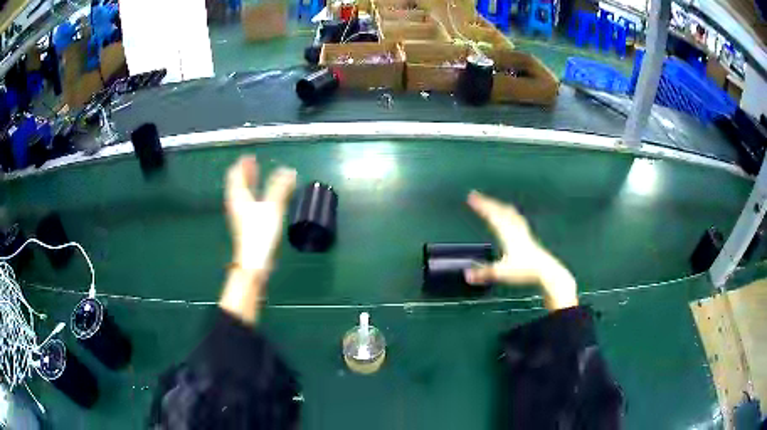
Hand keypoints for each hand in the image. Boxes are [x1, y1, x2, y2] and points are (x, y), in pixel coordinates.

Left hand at [220, 156, 295, 323]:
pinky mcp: (246, 225)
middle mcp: (237, 204)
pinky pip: (248, 202)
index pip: (236, 175)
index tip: (248, 156)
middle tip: (252, 162)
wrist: (254, 262)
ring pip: (242, 193)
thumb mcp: (272, 208)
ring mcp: (240, 216)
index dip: (242, 165)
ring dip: (249, 183)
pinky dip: (253, 194)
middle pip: (237, 183)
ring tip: (256, 175)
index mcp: (239, 197)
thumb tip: (289, 171)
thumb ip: (280, 188)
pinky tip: (262, 197)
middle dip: (245, 172)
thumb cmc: (260, 234)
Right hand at [464, 191, 577, 310]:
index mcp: (507, 234)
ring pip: (510, 213)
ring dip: (499, 206)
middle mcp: (515, 229)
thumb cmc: (525, 271)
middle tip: (476, 196)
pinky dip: (510, 214)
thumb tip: (466, 275)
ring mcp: (523, 231)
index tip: (471, 197)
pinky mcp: (528, 236)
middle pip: (500, 210)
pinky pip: (517, 219)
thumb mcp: (501, 273)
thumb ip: (484, 273)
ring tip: (493, 202)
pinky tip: (512, 217)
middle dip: (487, 202)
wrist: (546, 271)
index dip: (481, 206)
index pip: (492, 215)